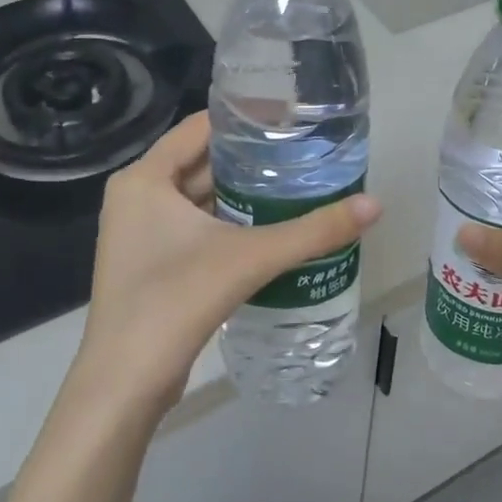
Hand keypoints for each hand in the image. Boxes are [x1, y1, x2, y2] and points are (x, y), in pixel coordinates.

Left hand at [71, 112, 380, 421]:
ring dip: (244, 193)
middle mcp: (137, 197)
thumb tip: (375, 206)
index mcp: (144, 179)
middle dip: (252, 158)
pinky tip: (271, 227)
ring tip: (298, 185)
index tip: (294, 118)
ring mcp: (140, 233)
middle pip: (202, 162)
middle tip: (306, 153)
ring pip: (200, 198)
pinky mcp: (151, 263)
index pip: (201, 127)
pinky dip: (230, 222)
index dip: (247, 119)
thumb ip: (313, 230)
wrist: (125, 383)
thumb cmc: (176, 301)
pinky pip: (196, 226)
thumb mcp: (250, 258)